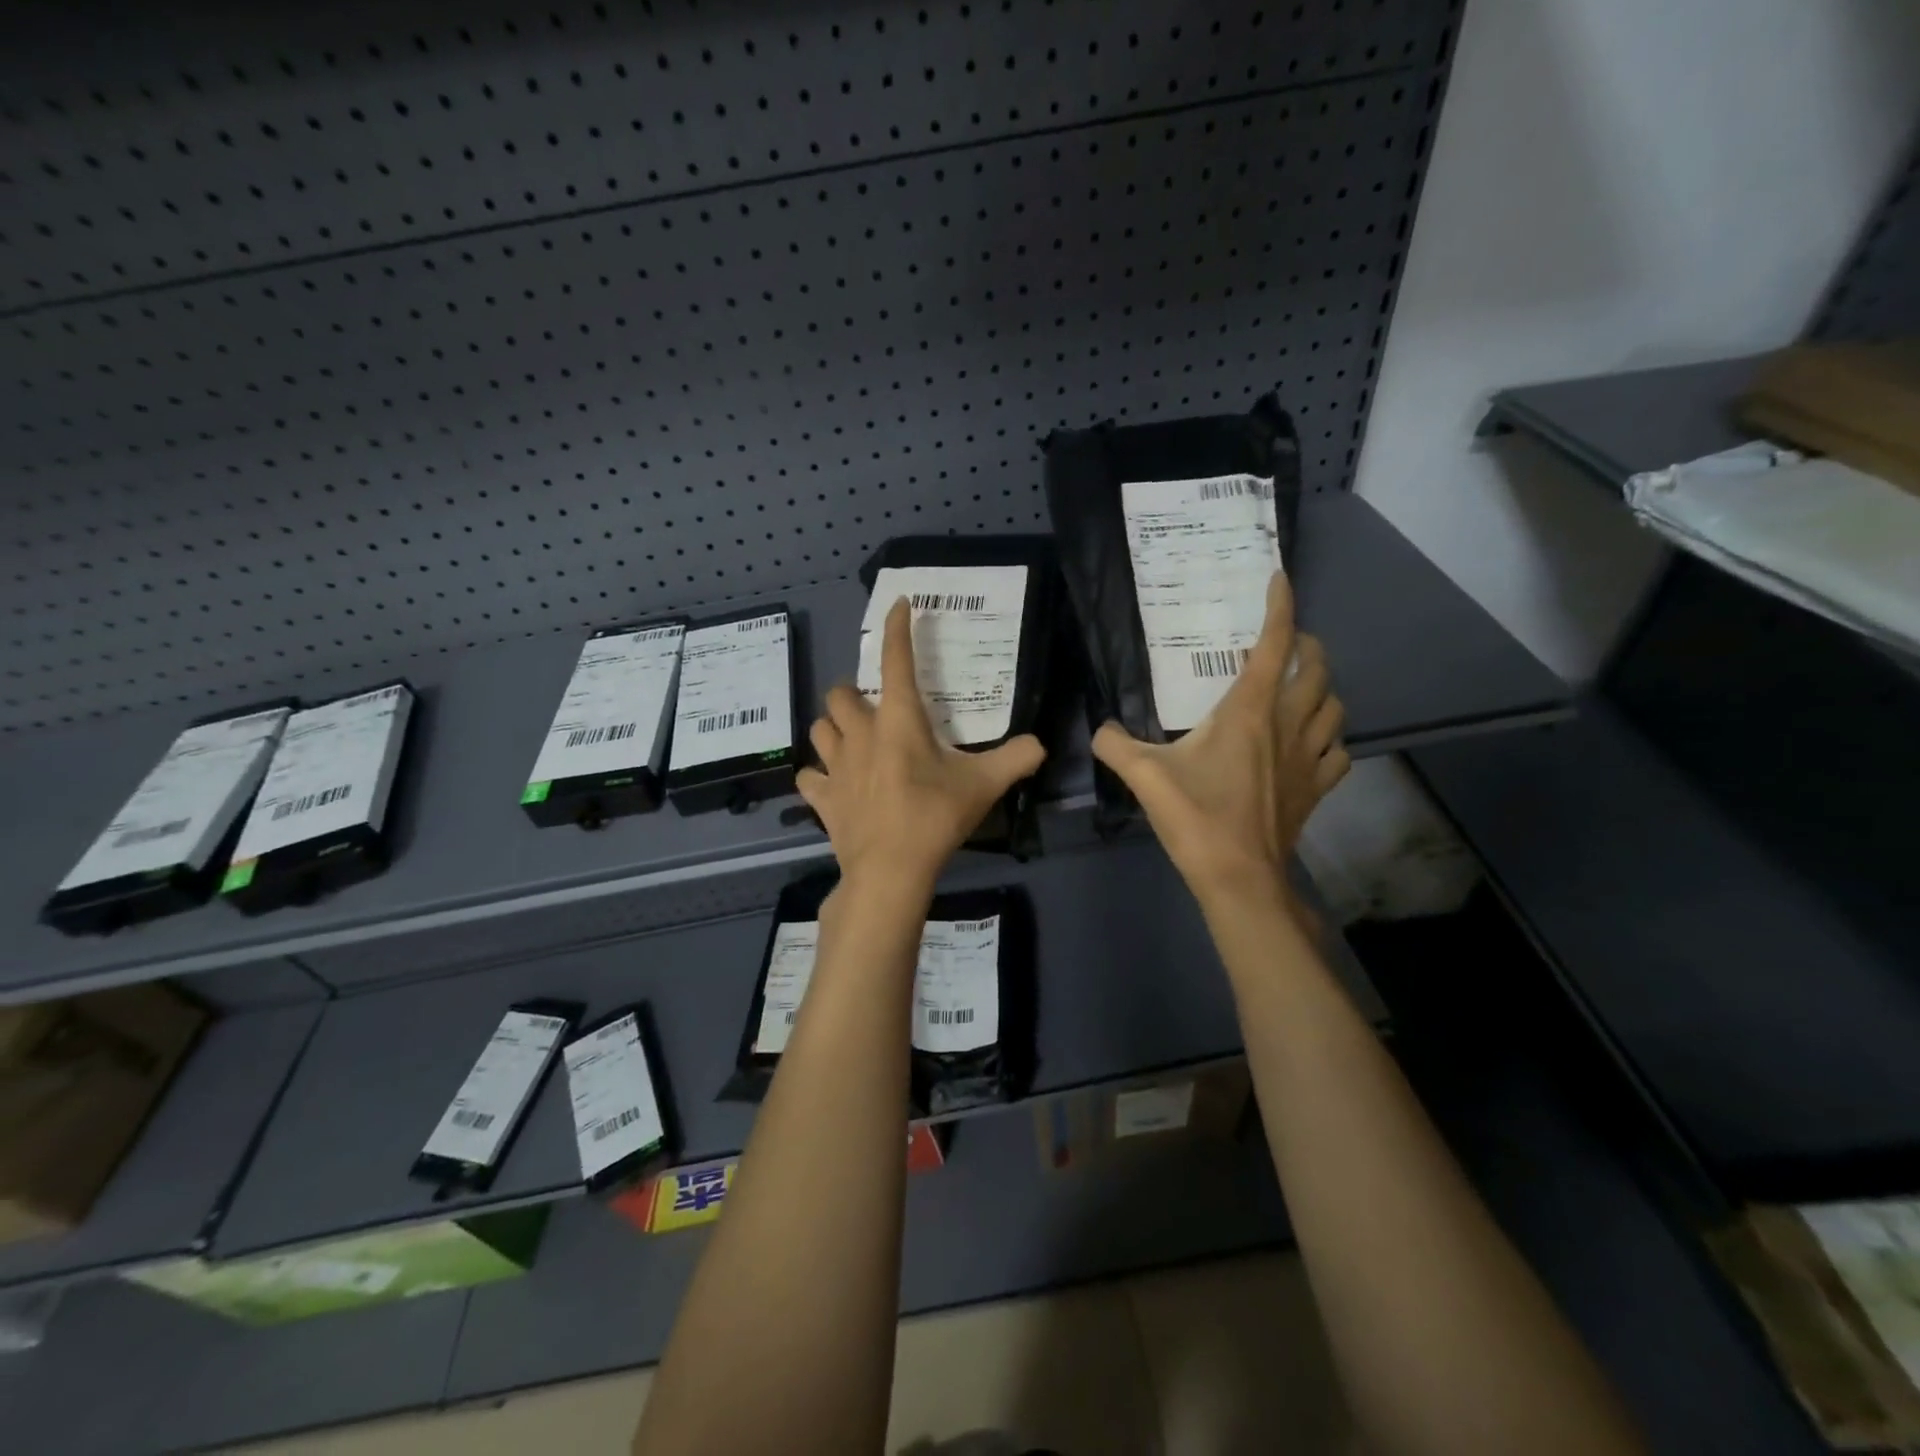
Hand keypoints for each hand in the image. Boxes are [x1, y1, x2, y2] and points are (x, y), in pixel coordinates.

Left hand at [799, 597, 1046, 894]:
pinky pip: (810, 777)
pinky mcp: (822, 798)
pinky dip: (820, 775)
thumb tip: (1041, 745)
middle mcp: (860, 734)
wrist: (890, 871)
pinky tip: (835, 784)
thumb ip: (1016, 759)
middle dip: (854, 693)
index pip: (895, 660)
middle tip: (875, 709)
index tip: (898, 605)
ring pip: (820, 728)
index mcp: (899, 721)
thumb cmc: (935, 817)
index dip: (896, 628)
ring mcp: (835, 766)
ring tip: (853, 740)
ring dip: (834, 728)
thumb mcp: (984, 786)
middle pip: (839, 693)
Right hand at [1093, 573, 1348, 907]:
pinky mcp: (1317, 789)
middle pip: (1316, 668)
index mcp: (1250, 711)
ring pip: (1335, 706)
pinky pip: (1338, 750)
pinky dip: (1329, 737)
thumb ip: (1114, 745)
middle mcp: (1289, 725)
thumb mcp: (1143, 776)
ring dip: (1321, 688)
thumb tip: (1101, 730)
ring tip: (1298, 688)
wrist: (1239, 877)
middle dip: (1305, 645)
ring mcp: (1310, 758)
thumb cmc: (1196, 818)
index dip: (1280, 606)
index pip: (1275, 643)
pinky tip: (1310, 744)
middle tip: (1282, 644)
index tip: (1279, 579)